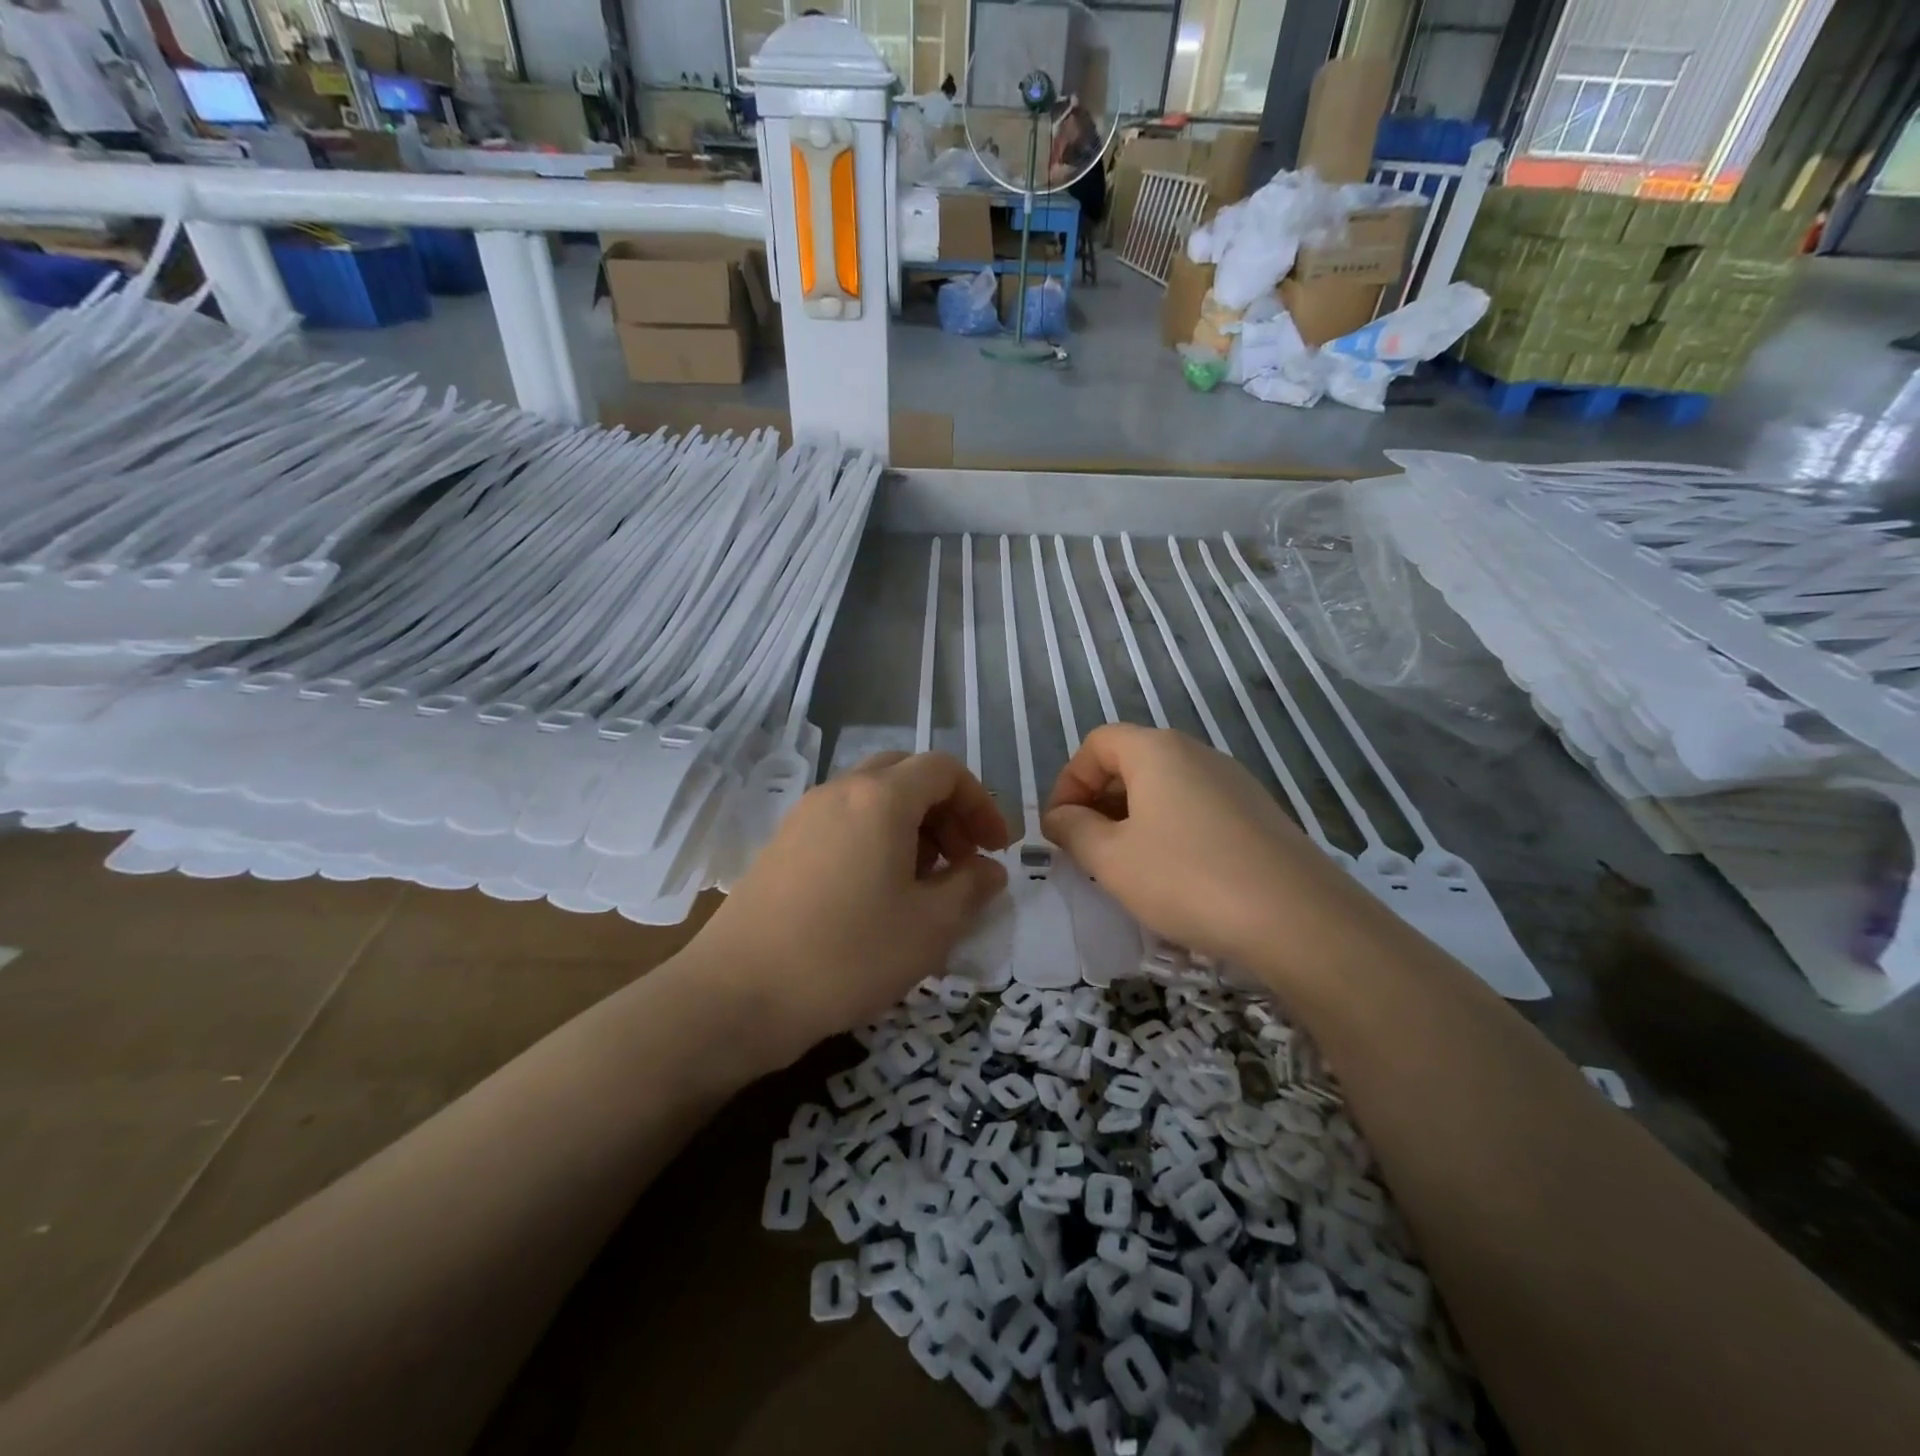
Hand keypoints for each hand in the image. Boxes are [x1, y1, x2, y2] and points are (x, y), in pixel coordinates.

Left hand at [700, 752, 1009, 1065]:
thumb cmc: (848, 955)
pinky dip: (875, 838)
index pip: (944, 770)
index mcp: (880, 798)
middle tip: (962, 859)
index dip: (980, 803)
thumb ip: (970, 887)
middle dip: (945, 809)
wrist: (737, 993)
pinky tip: (877, 892)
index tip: (996, 848)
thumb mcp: (929, 927)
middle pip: (906, 774)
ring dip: (911, 824)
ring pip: (872, 797)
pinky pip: (843, 821)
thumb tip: (988, 869)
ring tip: (924, 881)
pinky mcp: (782, 844)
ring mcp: (805, 815)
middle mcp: (840, 791)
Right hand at [1042, 724, 1360, 965]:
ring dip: (1132, 819)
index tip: (1061, 828)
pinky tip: (1174, 876)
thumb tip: (1059, 816)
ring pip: (1164, 787)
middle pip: (1130, 761)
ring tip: (1127, 867)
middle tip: (1087, 850)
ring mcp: (1233, 782)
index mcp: (1156, 750)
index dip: (1068, 781)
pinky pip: (1196, 808)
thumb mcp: (1111, 859)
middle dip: (1098, 801)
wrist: (1299, 919)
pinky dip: (1169, 830)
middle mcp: (1197, 753)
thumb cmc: (1187, 878)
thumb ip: (1073, 830)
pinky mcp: (1257, 813)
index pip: (1096, 744)